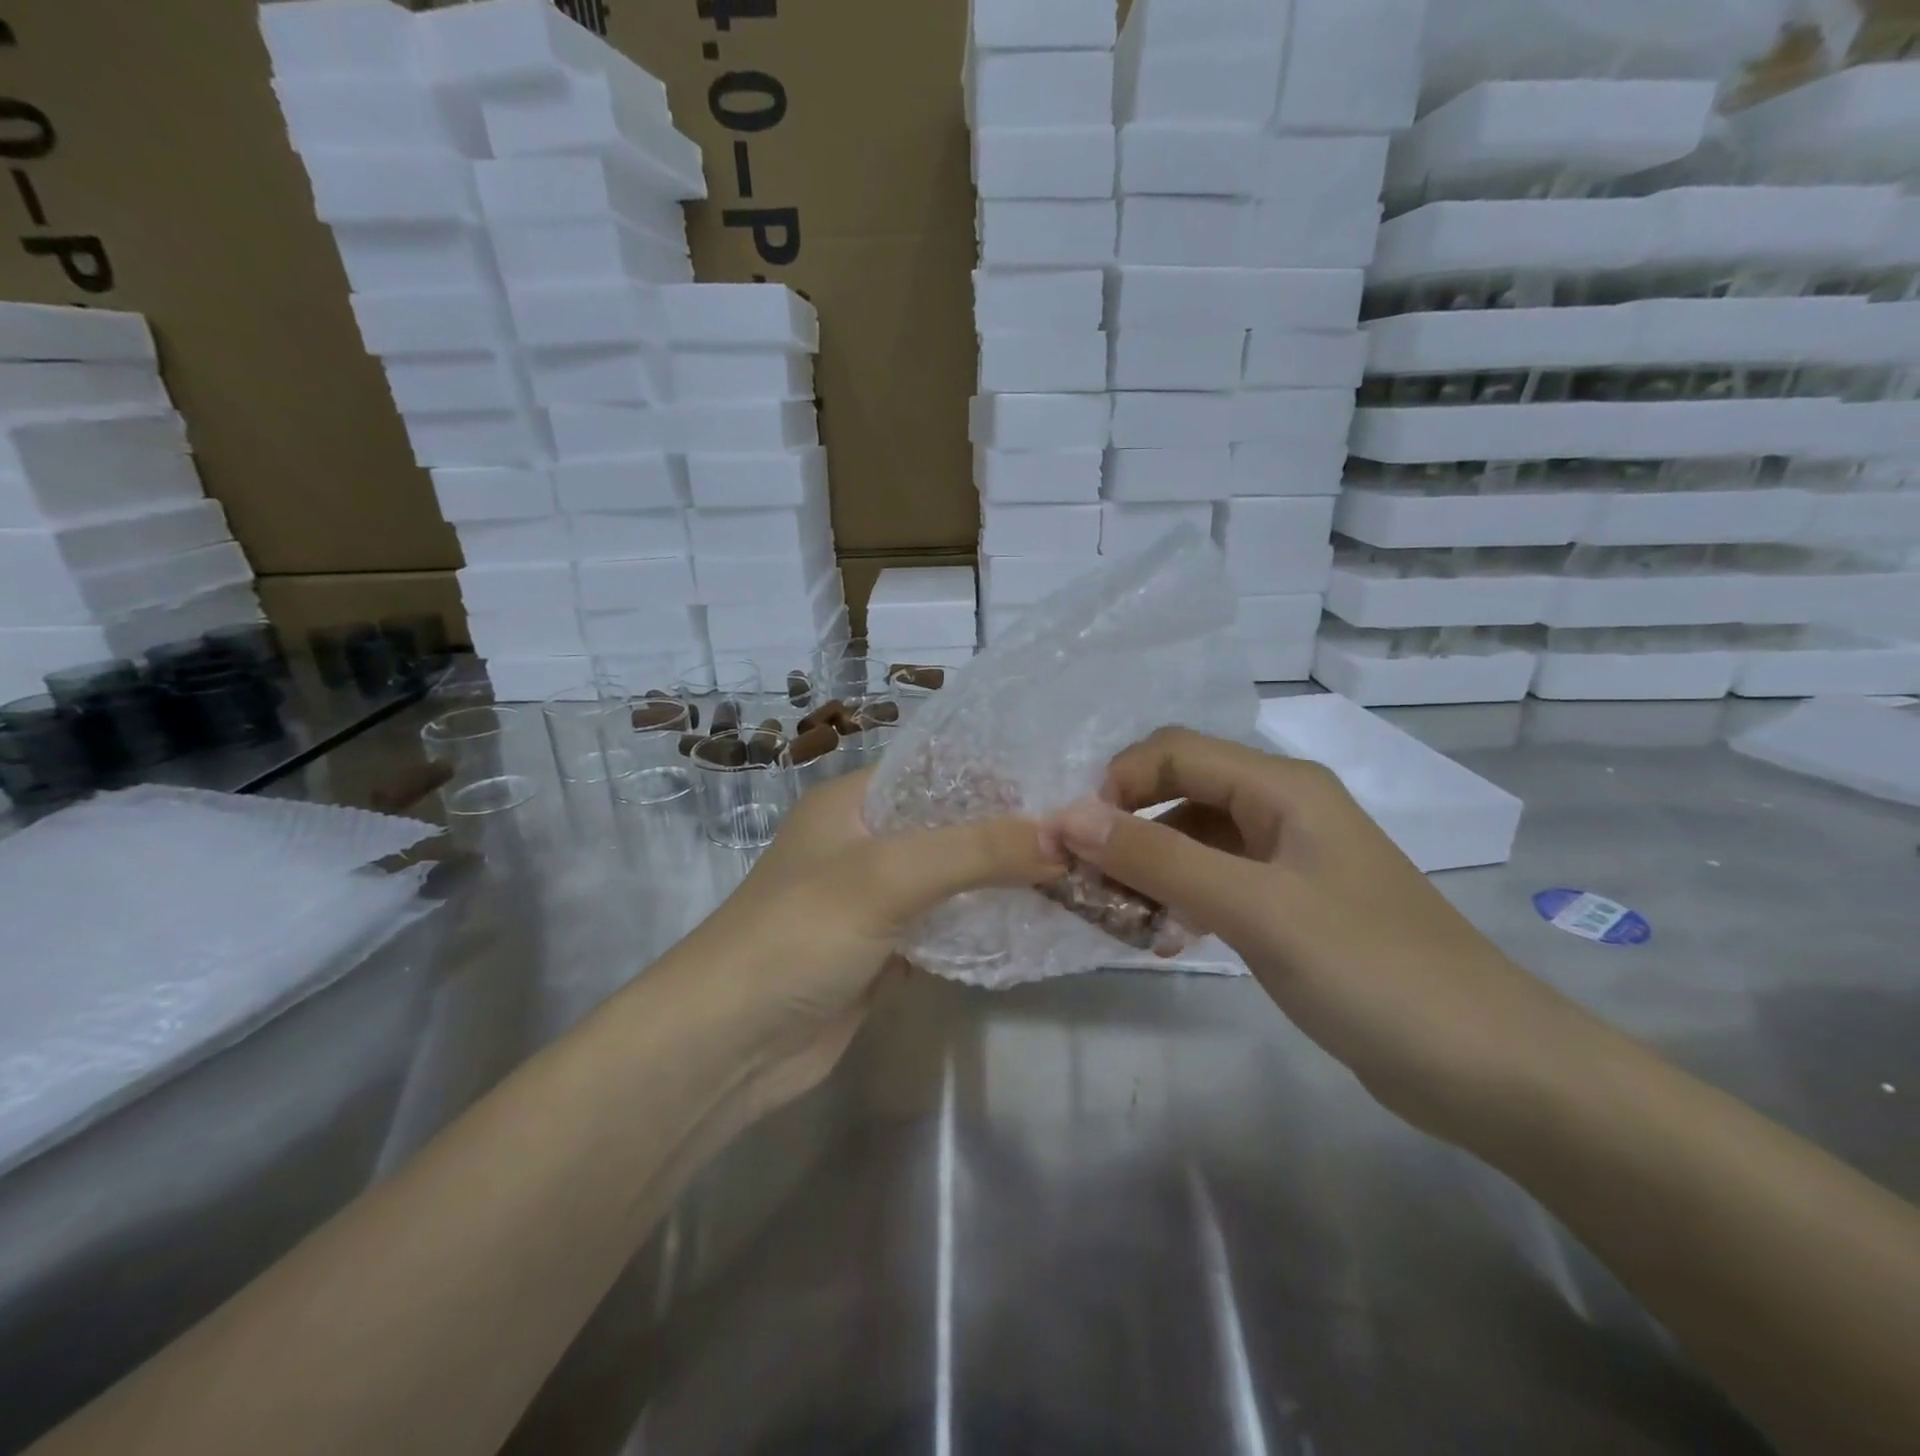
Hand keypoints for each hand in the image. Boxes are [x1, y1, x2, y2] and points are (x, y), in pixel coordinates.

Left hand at [689, 768, 1063, 1106]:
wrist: (728, 1045)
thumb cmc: (799, 934)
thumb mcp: (887, 876)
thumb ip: (976, 850)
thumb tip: (1065, 834)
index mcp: (855, 801)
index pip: (939, 767)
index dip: (999, 772)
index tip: (1067, 783)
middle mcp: (867, 841)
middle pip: (952, 824)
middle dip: (1011, 830)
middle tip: (1085, 833)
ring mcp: (876, 899)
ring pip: (954, 878)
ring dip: (1003, 880)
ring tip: (1078, 872)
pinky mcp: (886, 950)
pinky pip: (947, 926)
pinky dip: (984, 925)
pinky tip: (1037, 924)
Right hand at [1048, 729, 1597, 1137]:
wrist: (1492, 1068)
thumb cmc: (1373, 972)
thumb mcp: (1255, 909)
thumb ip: (1159, 858)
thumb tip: (1069, 816)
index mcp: (1282, 787)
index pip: (1173, 752)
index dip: (1116, 784)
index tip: (1074, 841)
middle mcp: (1283, 809)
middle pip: (1180, 792)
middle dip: (1125, 828)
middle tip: (1084, 884)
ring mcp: (1289, 859)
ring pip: (1194, 840)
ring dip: (1148, 868)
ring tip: (1117, 918)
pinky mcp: (1292, 906)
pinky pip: (1216, 882)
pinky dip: (1180, 898)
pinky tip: (1163, 936)